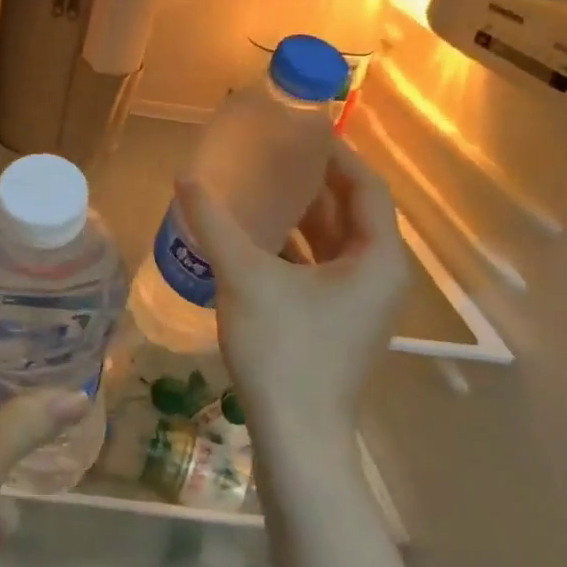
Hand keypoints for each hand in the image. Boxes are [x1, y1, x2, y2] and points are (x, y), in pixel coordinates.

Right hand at [175, 139, 408, 460]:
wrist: (297, 436)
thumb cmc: (283, 350)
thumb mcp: (244, 278)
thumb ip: (215, 224)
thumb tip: (185, 178)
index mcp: (377, 260)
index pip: (367, 188)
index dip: (338, 155)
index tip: (302, 130)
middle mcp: (380, 278)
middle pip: (352, 214)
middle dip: (315, 183)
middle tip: (274, 153)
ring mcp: (360, 305)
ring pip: (336, 245)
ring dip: (303, 216)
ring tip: (261, 187)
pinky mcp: (338, 324)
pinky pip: (322, 270)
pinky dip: (296, 249)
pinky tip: (256, 239)